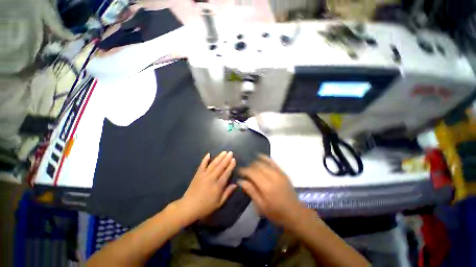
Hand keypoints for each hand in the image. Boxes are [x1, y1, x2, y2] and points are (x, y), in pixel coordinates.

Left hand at [178, 151, 236, 223]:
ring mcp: (204, 175)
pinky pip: (202, 165)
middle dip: (226, 159)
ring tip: (224, 152)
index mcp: (218, 185)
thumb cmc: (205, 207)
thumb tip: (235, 185)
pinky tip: (208, 154)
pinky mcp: (198, 174)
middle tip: (230, 152)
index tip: (234, 159)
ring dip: (219, 157)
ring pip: (213, 164)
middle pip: (220, 166)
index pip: (226, 173)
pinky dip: (205, 159)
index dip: (230, 166)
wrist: (188, 207)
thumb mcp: (219, 203)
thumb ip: (227, 193)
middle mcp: (212, 178)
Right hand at [239, 155, 310, 229]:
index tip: (239, 172)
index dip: (244, 170)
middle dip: (249, 167)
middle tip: (245, 172)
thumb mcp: (261, 207)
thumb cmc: (276, 213)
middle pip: (257, 166)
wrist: (295, 213)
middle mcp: (272, 177)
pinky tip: (259, 156)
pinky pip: (272, 161)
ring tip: (250, 166)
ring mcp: (279, 173)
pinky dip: (265, 158)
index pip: (252, 173)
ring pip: (263, 163)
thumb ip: (251, 191)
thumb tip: (241, 180)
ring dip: (255, 163)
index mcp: (266, 187)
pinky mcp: (283, 172)